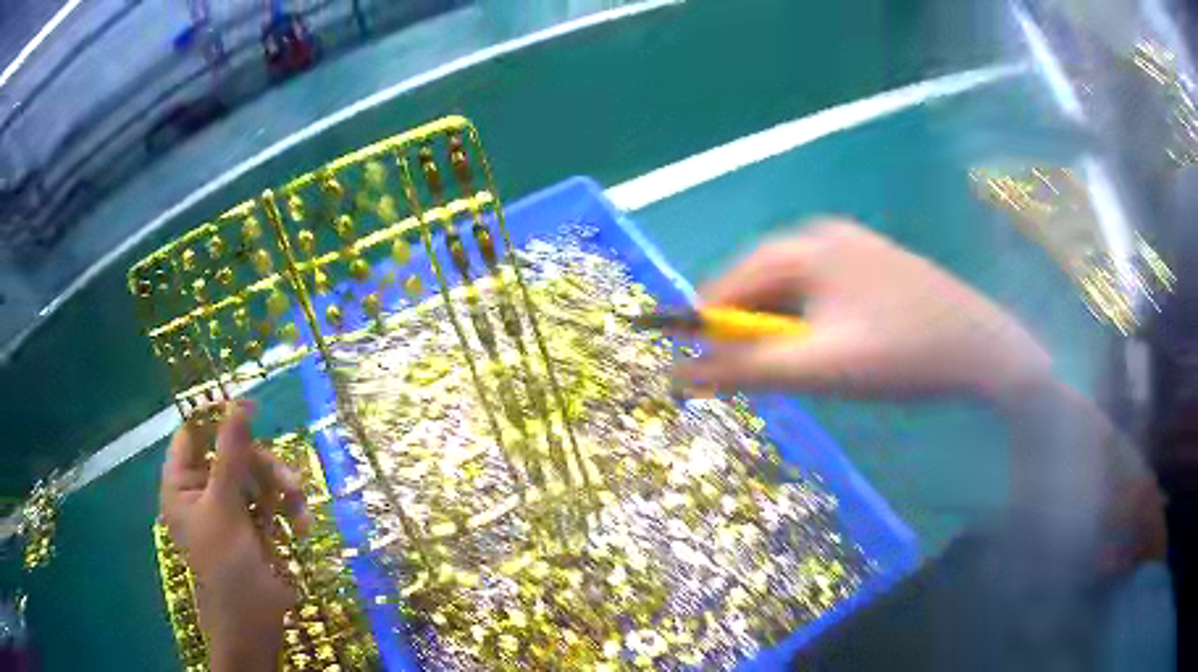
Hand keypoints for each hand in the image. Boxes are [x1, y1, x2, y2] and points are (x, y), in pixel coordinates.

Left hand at [160, 400, 309, 671]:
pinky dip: (286, 509)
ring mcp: (228, 509)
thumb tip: (238, 402)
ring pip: (254, 476)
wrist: (256, 622)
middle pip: (230, 454)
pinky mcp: (253, 525)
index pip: (192, 435)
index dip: (216, 419)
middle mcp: (202, 491)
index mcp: (181, 485)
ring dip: (279, 487)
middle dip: (260, 465)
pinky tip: (301, 524)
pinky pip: (269, 501)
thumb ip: (231, 453)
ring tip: (299, 504)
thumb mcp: (225, 506)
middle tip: (285, 478)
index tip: (249, 409)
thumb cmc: (227, 564)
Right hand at [675, 220, 1051, 403]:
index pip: (730, 283)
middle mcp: (824, 234)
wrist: (983, 350)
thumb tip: (678, 377)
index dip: (711, 330)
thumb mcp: (818, 368)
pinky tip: (837, 348)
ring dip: (785, 329)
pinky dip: (814, 322)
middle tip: (768, 378)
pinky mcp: (874, 264)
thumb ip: (744, 371)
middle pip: (762, 282)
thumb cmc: (901, 355)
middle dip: (753, 332)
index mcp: (806, 245)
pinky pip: (823, 290)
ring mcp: (853, 246)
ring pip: (794, 289)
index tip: (708, 373)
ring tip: (806, 368)